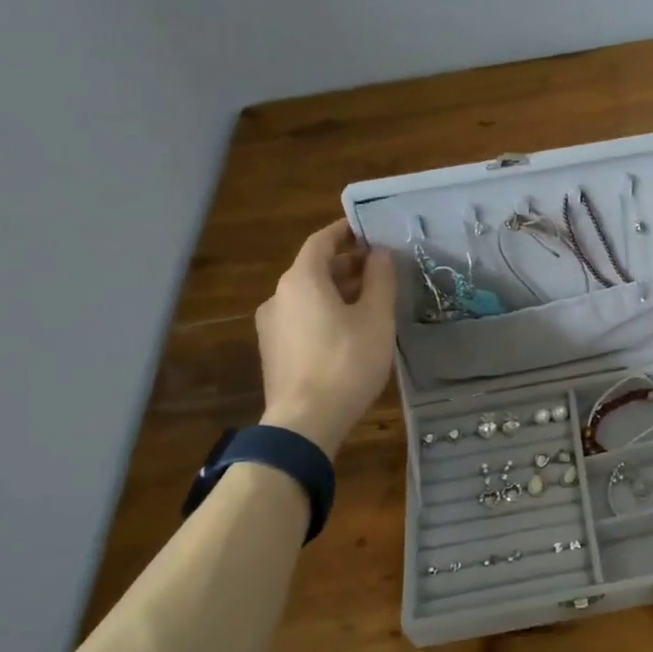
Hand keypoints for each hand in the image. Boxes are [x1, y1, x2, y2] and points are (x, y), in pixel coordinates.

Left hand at [256, 220, 397, 456]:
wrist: (305, 421)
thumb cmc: (346, 362)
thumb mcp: (376, 317)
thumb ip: (380, 279)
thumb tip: (380, 253)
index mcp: (301, 279)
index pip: (322, 241)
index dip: (346, 232)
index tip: (368, 230)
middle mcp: (279, 295)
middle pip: (313, 268)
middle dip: (346, 264)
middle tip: (378, 267)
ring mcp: (271, 325)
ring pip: (307, 296)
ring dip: (336, 290)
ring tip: (369, 300)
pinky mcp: (274, 351)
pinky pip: (302, 319)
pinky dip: (324, 312)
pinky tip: (348, 331)